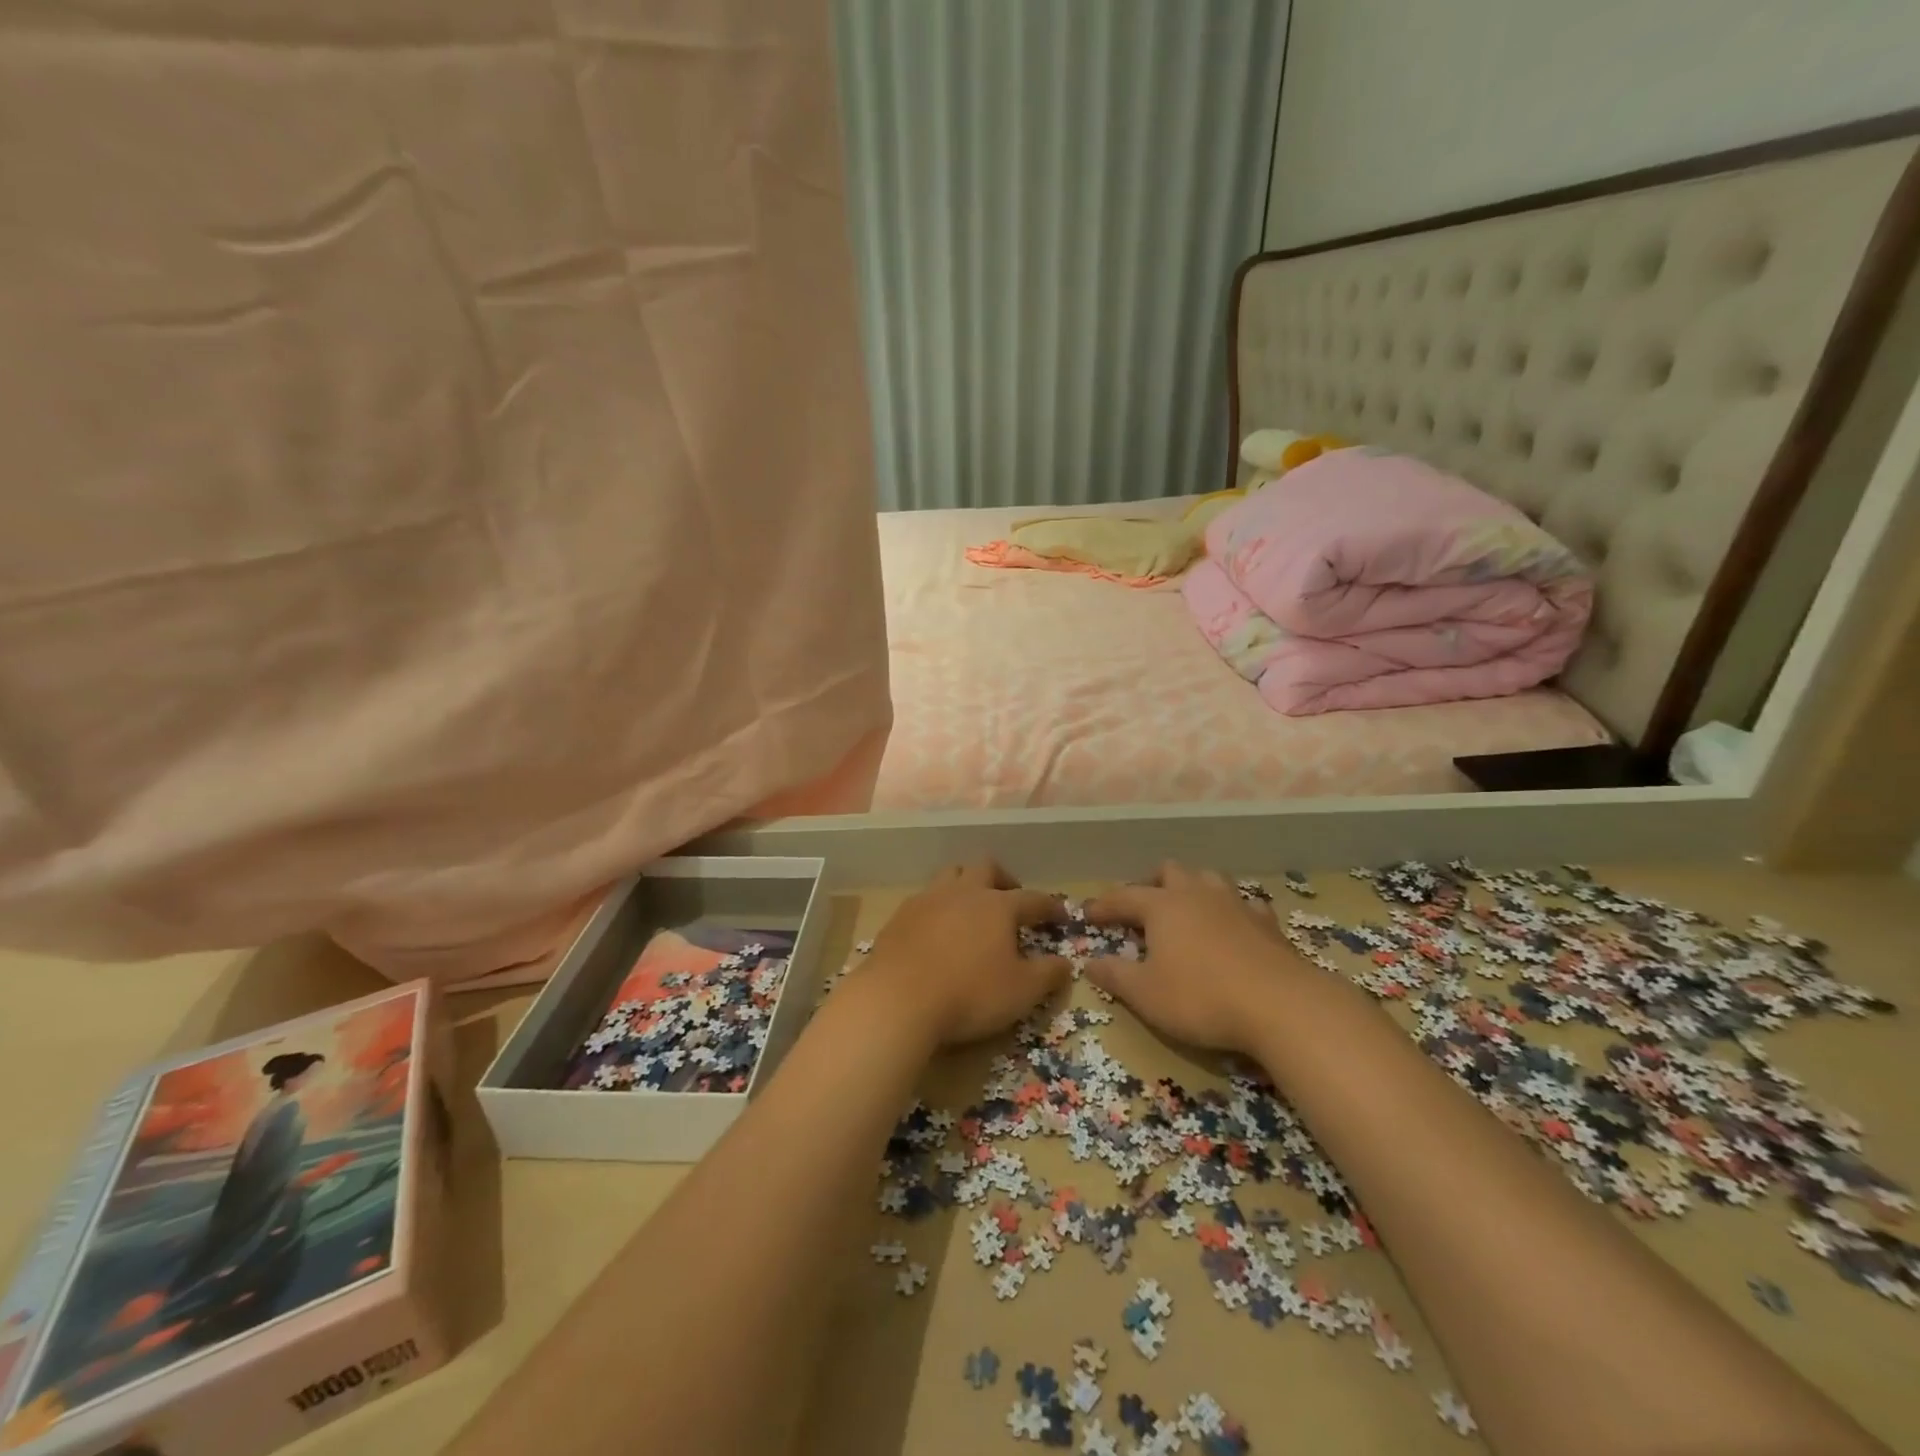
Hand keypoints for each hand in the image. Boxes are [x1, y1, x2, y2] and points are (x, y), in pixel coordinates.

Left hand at [855, 862, 1070, 1048]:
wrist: (898, 999)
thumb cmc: (970, 994)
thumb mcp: (1022, 992)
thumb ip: (1049, 974)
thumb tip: (1065, 963)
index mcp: (997, 906)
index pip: (1032, 898)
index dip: (1050, 906)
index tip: (1060, 915)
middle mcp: (963, 892)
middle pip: (986, 867)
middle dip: (1003, 879)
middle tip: (1010, 899)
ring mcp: (928, 899)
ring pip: (951, 875)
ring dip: (965, 885)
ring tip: (971, 909)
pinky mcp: (900, 915)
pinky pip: (924, 899)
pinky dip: (937, 908)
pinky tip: (937, 930)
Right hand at [1082, 862, 1309, 1056]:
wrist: (1281, 1005)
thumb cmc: (1201, 998)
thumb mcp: (1146, 994)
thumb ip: (1115, 976)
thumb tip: (1090, 962)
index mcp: (1163, 906)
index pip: (1124, 897)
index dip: (1105, 905)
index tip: (1089, 914)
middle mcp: (1197, 895)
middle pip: (1170, 872)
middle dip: (1151, 884)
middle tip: (1142, 906)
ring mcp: (1236, 905)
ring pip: (1209, 879)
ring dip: (1193, 888)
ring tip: (1186, 908)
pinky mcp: (1268, 924)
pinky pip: (1245, 904)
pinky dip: (1231, 910)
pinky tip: (1233, 926)